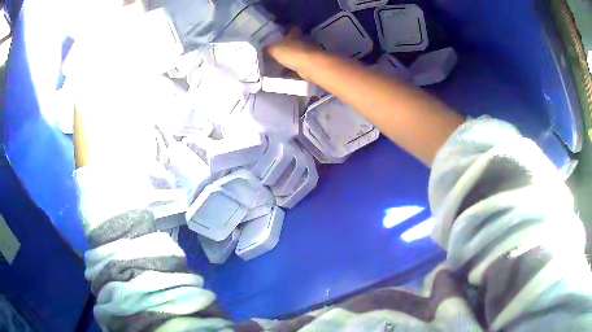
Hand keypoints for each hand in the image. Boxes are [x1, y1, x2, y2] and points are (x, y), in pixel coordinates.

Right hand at [266, 28, 320, 76]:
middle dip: (288, 45)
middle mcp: (303, 41)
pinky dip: (293, 69)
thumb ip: (268, 48)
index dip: (286, 30)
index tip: (279, 34)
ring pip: (297, 53)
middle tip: (276, 50)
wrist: (311, 67)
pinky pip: (299, 65)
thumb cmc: (292, 53)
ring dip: (291, 57)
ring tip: (279, 63)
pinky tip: (285, 73)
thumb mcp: (275, 49)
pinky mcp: (311, 64)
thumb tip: (263, 48)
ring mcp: (309, 52)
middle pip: (295, 41)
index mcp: (295, 34)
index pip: (291, 28)